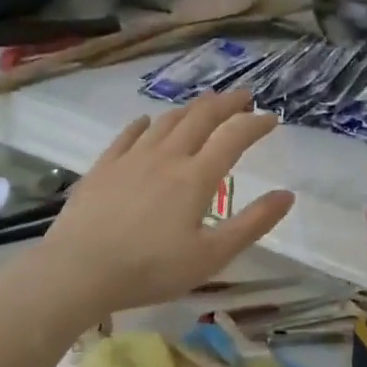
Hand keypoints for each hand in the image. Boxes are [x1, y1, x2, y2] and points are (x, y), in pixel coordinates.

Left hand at [35, 92, 295, 316]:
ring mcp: (131, 158)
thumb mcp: (212, 256)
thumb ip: (252, 224)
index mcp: (196, 177)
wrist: (79, 270)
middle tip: (242, 96)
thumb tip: (287, 195)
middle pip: (201, 118)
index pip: (234, 137)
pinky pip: (128, 134)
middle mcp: (167, 156)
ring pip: (166, 121)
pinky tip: (147, 121)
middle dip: (226, 103)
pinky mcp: (103, 166)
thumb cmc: (151, 269)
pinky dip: (145, 123)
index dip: (256, 124)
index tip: (271, 118)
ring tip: (204, 105)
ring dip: (190, 108)